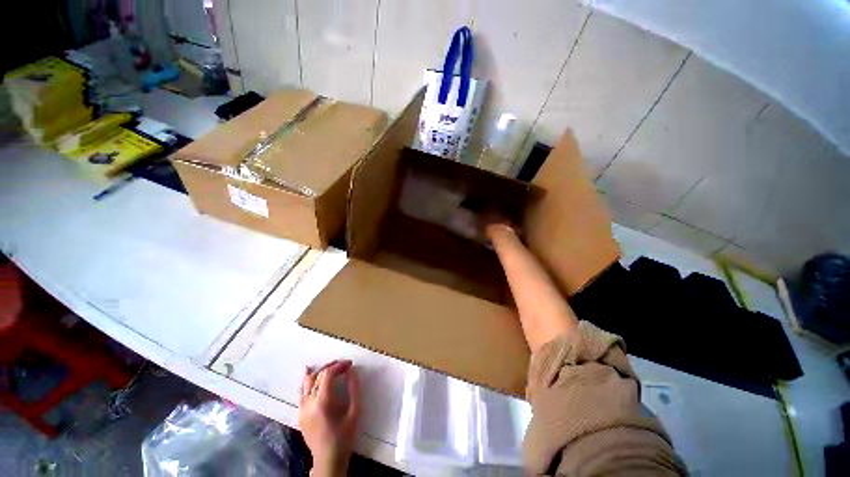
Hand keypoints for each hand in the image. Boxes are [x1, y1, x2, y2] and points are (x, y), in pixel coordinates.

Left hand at [299, 360, 359, 476]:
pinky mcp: (300, 413)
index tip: (350, 364)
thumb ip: (354, 389)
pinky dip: (307, 380)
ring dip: (320, 371)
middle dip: (331, 366)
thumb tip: (352, 370)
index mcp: (322, 403)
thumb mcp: (354, 412)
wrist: (328, 460)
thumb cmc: (344, 437)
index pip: (328, 375)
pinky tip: (309, 371)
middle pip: (318, 376)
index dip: (339, 366)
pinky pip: (302, 392)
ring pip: (307, 382)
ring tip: (332, 366)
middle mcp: (309, 403)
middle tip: (344, 364)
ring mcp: (302, 409)